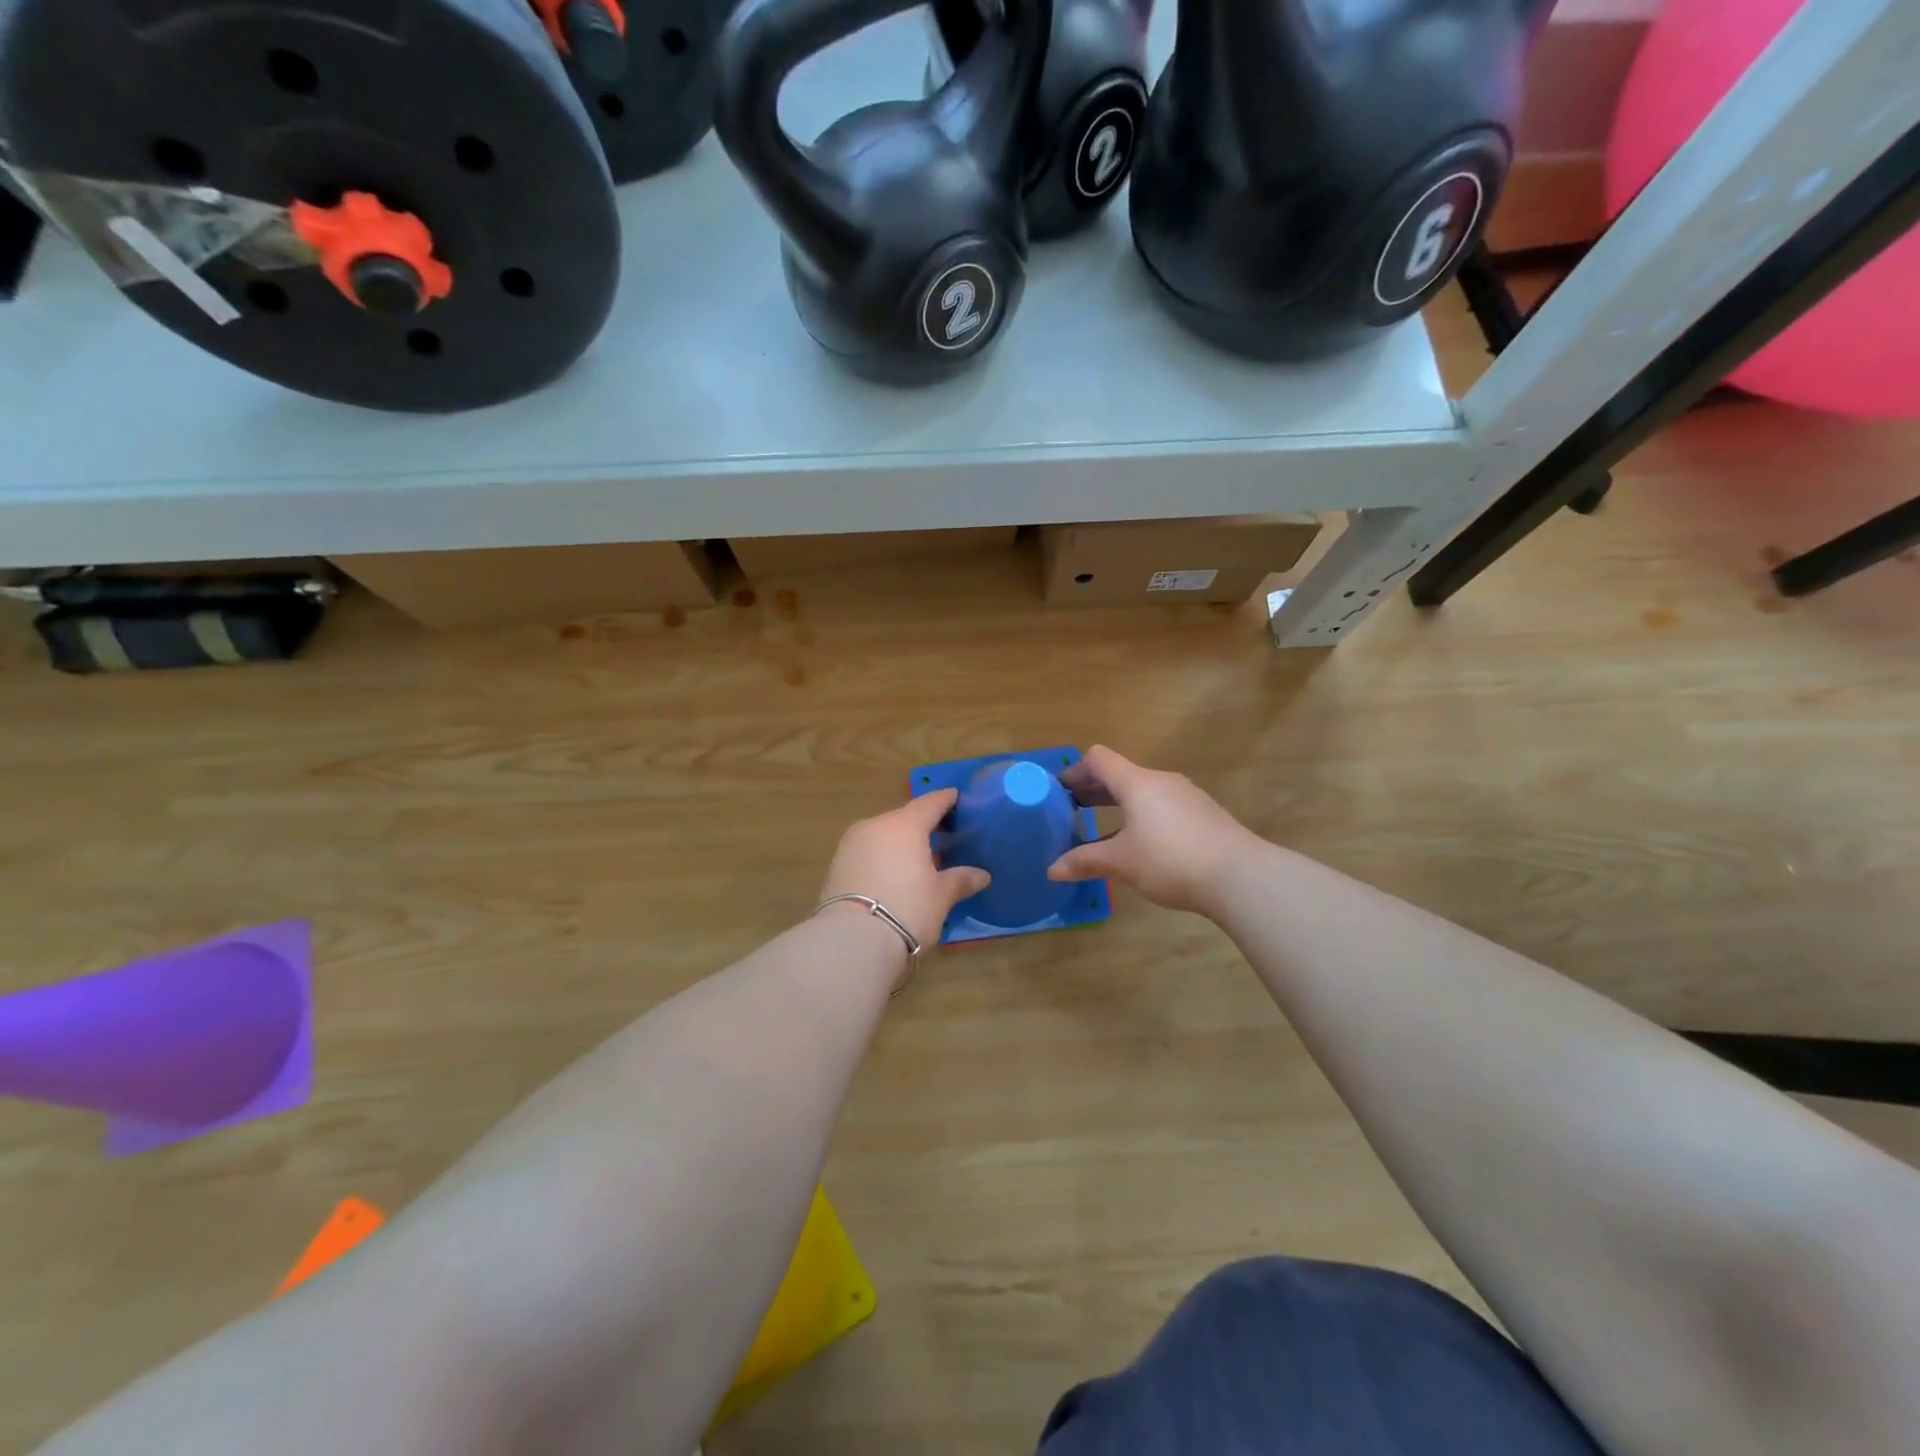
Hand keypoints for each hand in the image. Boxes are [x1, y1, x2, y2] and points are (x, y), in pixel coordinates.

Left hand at [819, 789, 990, 949]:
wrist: (852, 941)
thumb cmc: (907, 909)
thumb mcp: (941, 897)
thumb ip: (960, 880)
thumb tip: (982, 875)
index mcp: (904, 825)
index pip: (930, 804)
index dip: (945, 800)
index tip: (955, 797)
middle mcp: (875, 826)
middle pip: (904, 819)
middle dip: (922, 826)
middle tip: (942, 835)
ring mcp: (851, 845)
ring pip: (882, 836)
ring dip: (899, 843)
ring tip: (917, 860)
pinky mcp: (836, 866)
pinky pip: (867, 853)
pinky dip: (882, 858)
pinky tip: (893, 875)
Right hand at [1047, 746, 1259, 915]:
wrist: (1241, 876)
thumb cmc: (1171, 860)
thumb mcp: (1122, 862)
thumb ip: (1085, 861)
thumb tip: (1052, 870)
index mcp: (1137, 783)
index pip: (1098, 759)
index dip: (1075, 771)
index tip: (1059, 791)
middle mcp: (1161, 780)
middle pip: (1120, 774)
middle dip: (1093, 789)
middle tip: (1071, 810)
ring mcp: (1186, 795)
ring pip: (1143, 791)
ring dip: (1119, 804)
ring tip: (1103, 828)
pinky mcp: (1204, 814)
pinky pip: (1162, 805)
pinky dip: (1142, 815)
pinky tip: (1141, 843)